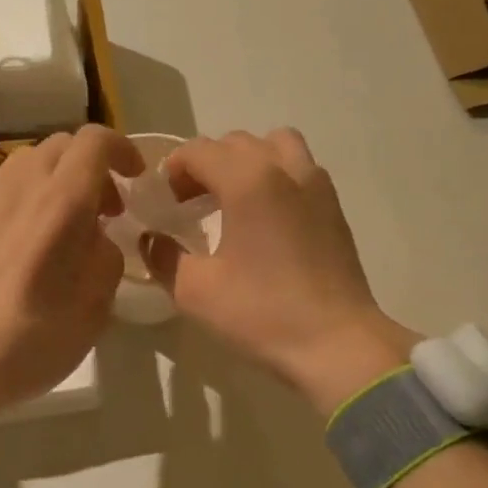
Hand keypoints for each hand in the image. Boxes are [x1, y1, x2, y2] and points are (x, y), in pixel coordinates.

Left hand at [0, 125, 143, 427]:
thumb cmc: (25, 344)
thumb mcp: (92, 312)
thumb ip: (106, 261)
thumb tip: (97, 239)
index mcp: (58, 206)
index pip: (93, 142)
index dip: (122, 151)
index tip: (136, 180)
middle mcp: (20, 191)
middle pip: (61, 146)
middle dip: (93, 167)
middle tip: (107, 212)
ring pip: (31, 163)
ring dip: (61, 181)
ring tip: (70, 229)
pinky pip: (7, 191)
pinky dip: (32, 199)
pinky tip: (33, 247)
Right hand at [142, 129, 419, 414]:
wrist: (336, 344)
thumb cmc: (262, 313)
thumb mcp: (195, 291)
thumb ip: (163, 257)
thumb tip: (150, 239)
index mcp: (248, 180)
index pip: (199, 150)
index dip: (173, 170)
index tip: (163, 202)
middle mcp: (285, 169)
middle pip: (236, 143)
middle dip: (206, 163)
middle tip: (189, 202)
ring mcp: (316, 185)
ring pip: (276, 145)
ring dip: (247, 161)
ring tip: (232, 198)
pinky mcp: (334, 207)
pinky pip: (300, 168)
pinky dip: (276, 176)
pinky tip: (265, 218)